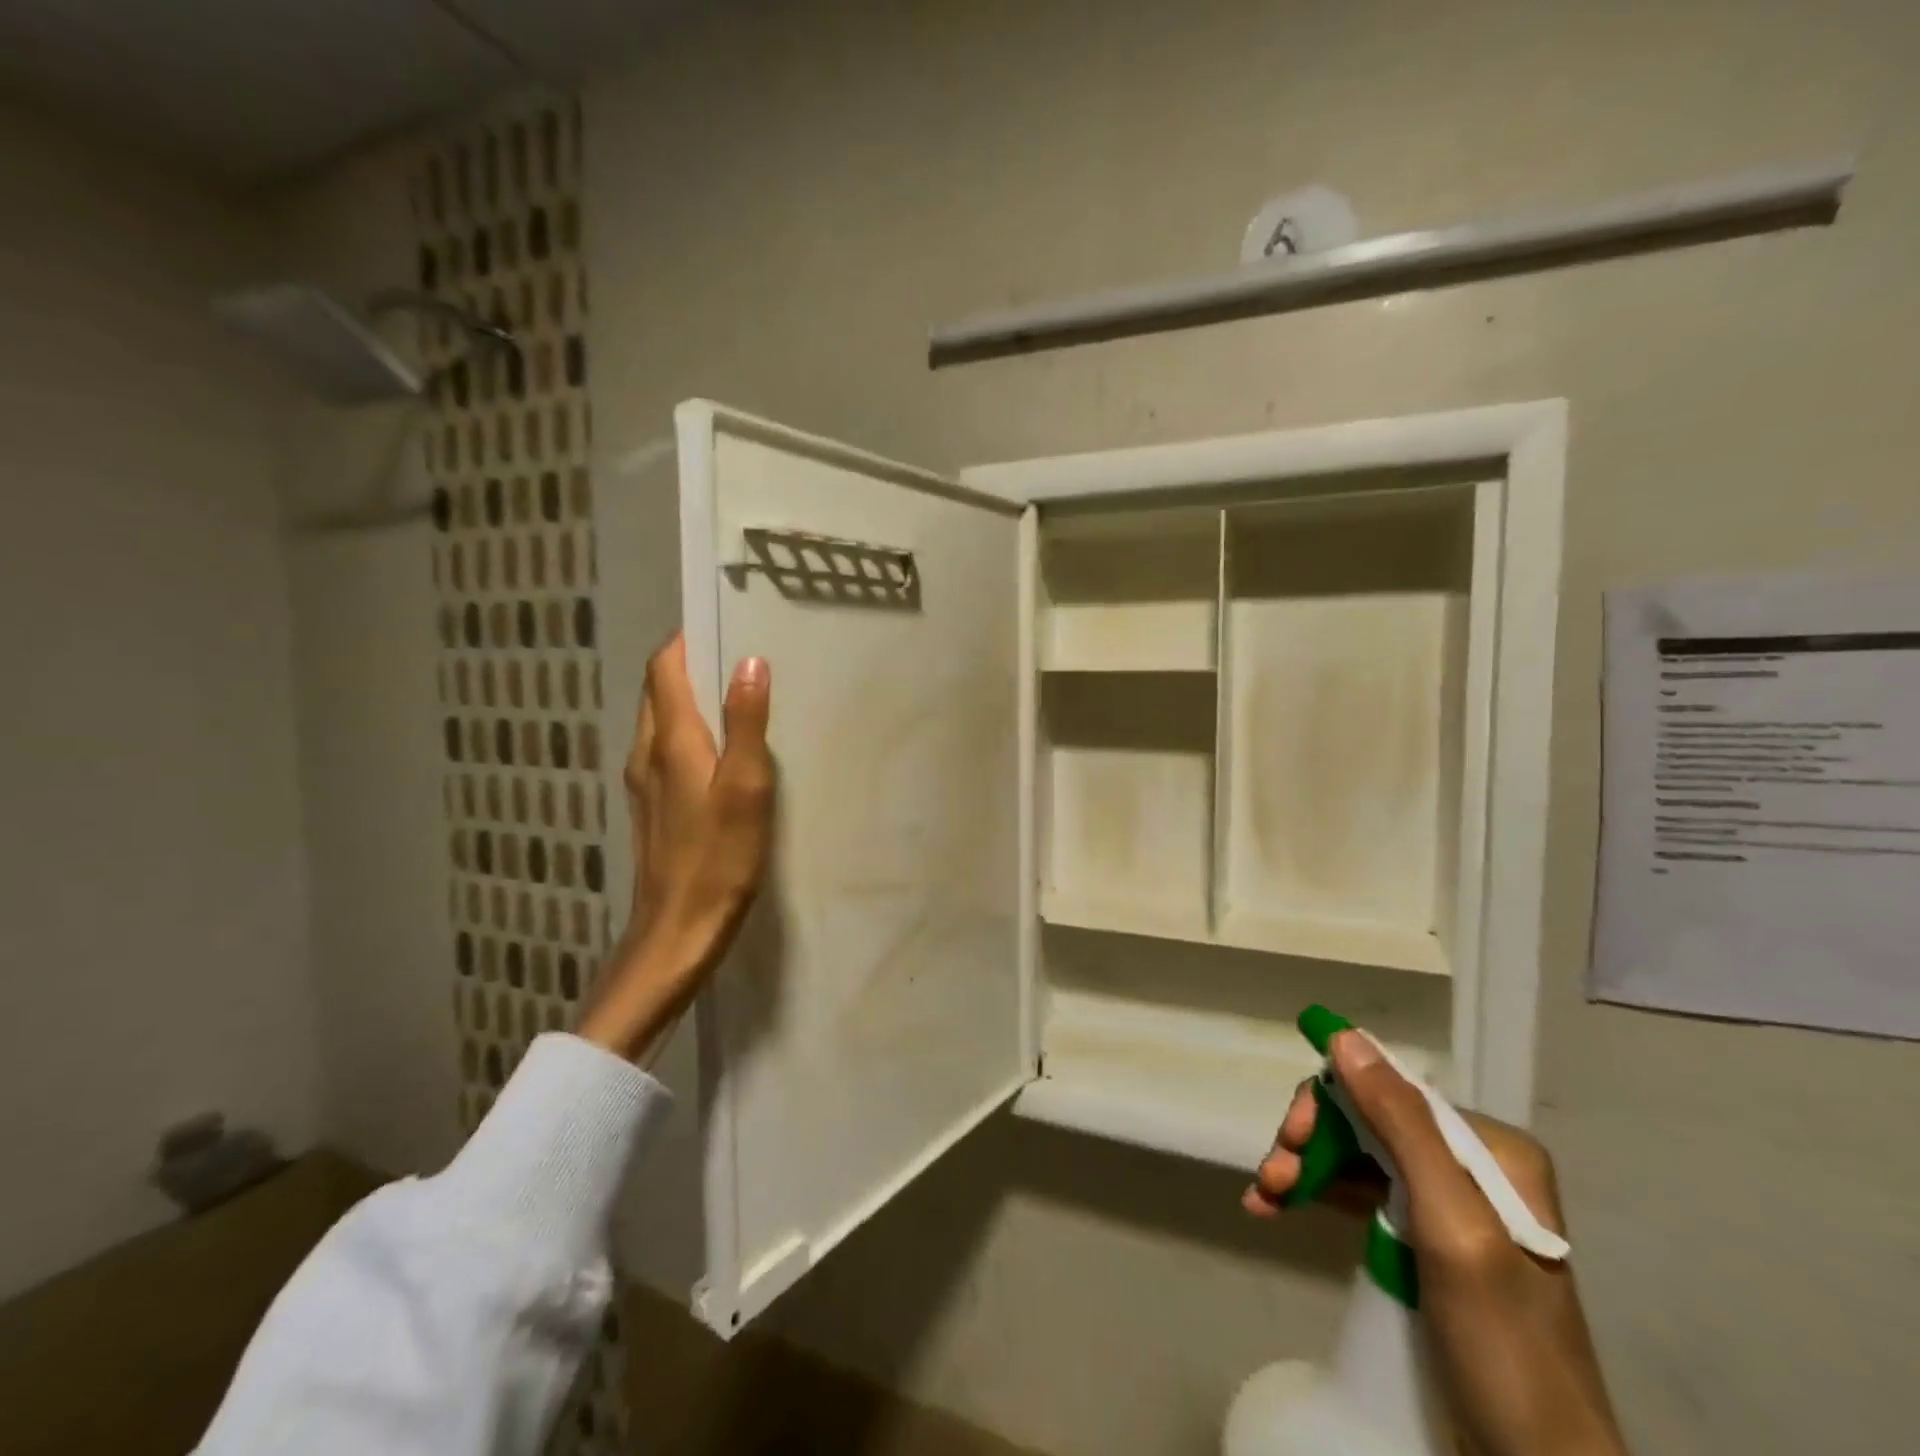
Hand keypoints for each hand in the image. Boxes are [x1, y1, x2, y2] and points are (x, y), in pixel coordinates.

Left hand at [577, 635, 773, 1062]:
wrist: (677, 932)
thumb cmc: (718, 859)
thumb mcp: (746, 788)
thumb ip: (747, 723)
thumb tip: (749, 662)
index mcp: (669, 740)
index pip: (664, 667)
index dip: (688, 638)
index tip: (725, 621)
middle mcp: (648, 753)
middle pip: (661, 691)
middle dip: (694, 665)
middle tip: (744, 656)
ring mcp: (645, 783)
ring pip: (664, 721)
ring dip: (694, 700)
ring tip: (741, 697)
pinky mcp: (654, 807)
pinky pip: (669, 751)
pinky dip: (693, 733)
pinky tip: (727, 752)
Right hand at [1245, 1031, 1627, 1455]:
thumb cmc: (1504, 1349)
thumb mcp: (1452, 1230)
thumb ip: (1401, 1127)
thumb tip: (1343, 1037)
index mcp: (1492, 1151)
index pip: (1389, 1094)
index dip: (1330, 1106)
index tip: (1290, 1142)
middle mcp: (1471, 1167)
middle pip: (1368, 1124)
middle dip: (1313, 1142)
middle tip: (1271, 1177)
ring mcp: (1450, 1208)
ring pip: (1358, 1158)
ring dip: (1305, 1169)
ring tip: (1263, 1196)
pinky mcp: (1428, 1245)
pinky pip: (1363, 1197)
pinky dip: (1318, 1195)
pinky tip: (1276, 1206)